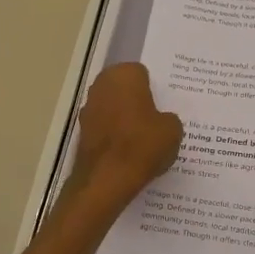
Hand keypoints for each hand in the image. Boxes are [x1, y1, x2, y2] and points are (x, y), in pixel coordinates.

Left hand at [66, 62, 183, 208]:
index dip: (153, 90)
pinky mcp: (82, 131)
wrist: (106, 179)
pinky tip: (128, 151)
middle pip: (124, 89)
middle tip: (155, 119)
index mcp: (124, 75)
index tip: (163, 106)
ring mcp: (88, 108)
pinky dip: (114, 135)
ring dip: (124, 118)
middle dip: (136, 101)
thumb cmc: (142, 145)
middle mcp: (102, 85)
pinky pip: (104, 127)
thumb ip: (168, 118)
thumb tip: (161, 121)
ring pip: (112, 108)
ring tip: (143, 138)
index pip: (142, 74)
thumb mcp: (173, 130)